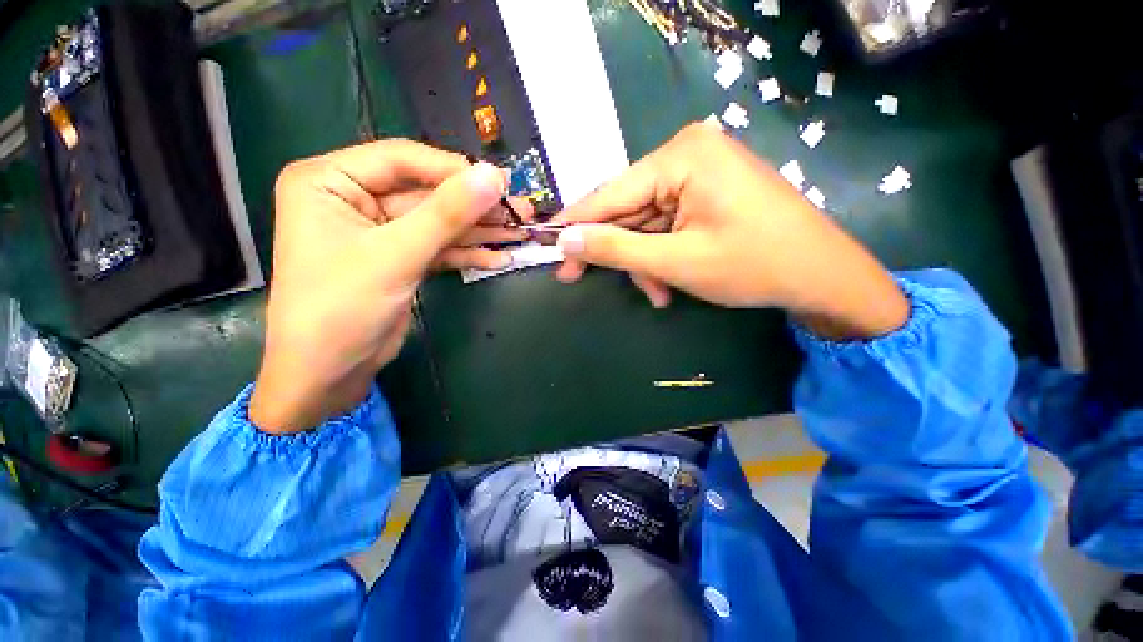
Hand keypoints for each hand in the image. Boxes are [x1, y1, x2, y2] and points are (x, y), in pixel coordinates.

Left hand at [250, 140, 529, 433]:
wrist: (318, 384)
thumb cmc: (336, 313)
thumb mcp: (392, 258)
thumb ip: (446, 213)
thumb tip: (495, 175)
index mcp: (325, 178)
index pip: (398, 158)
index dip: (451, 169)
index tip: (500, 181)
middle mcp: (342, 193)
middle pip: (416, 187)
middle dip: (467, 204)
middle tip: (520, 209)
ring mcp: (362, 225)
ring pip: (425, 217)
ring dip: (470, 228)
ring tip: (519, 232)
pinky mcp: (380, 255)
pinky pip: (422, 243)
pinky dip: (455, 251)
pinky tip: (495, 255)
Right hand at [554, 122, 907, 339]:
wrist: (826, 272)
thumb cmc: (756, 264)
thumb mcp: (681, 261)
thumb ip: (617, 248)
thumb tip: (565, 239)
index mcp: (682, 154)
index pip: (612, 190)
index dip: (578, 225)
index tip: (549, 253)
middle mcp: (692, 146)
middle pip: (635, 201)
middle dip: (628, 250)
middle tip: (618, 289)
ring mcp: (711, 161)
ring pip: (658, 211)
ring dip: (653, 254)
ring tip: (662, 293)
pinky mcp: (723, 179)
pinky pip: (681, 210)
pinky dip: (674, 243)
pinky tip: (677, 276)